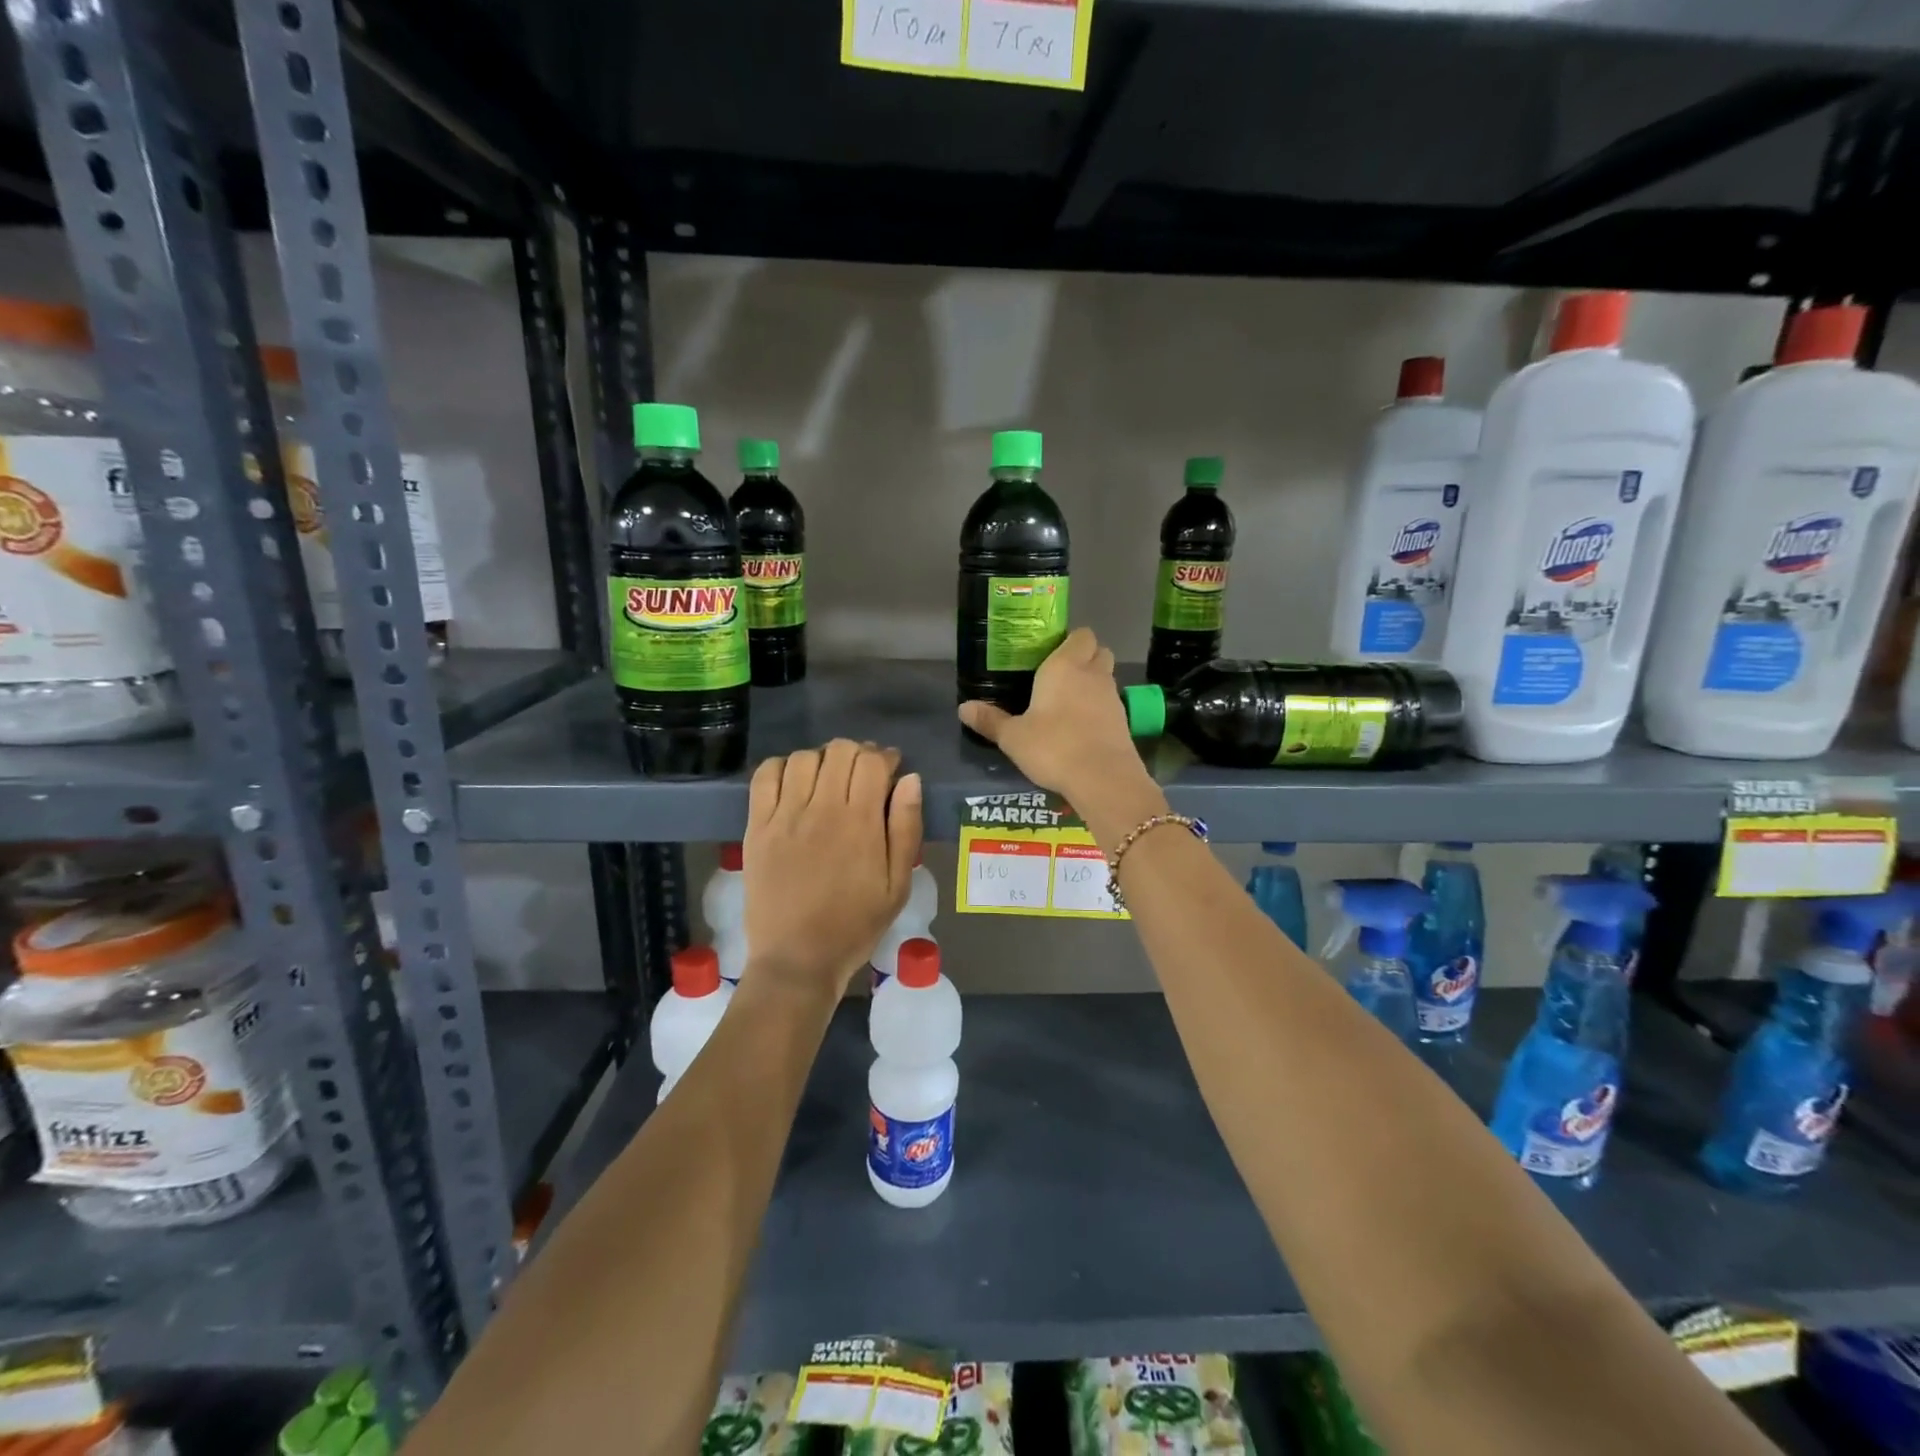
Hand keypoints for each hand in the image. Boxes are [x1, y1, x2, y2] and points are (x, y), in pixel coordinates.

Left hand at [742, 740, 922, 1003]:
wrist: (797, 958)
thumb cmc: (855, 924)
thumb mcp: (897, 885)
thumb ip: (906, 828)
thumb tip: (910, 779)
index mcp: (860, 822)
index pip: (871, 761)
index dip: (884, 757)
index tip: (890, 769)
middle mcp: (821, 809)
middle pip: (839, 751)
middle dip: (857, 754)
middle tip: (862, 776)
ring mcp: (784, 816)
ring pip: (804, 757)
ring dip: (822, 759)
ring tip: (829, 780)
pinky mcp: (757, 826)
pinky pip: (765, 776)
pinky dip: (782, 767)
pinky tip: (794, 783)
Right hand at [958, 628, 1161, 836]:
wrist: (1103, 779)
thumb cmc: (1053, 747)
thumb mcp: (1013, 737)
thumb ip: (990, 720)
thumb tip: (963, 708)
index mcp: (1064, 666)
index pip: (1080, 634)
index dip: (1069, 640)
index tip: (1050, 654)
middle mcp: (1093, 674)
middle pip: (1098, 651)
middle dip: (1084, 657)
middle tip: (1059, 675)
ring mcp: (1112, 697)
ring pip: (1106, 677)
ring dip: (1092, 683)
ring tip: (1068, 703)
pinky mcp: (1124, 721)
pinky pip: (1110, 703)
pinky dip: (1099, 708)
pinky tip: (1081, 727)